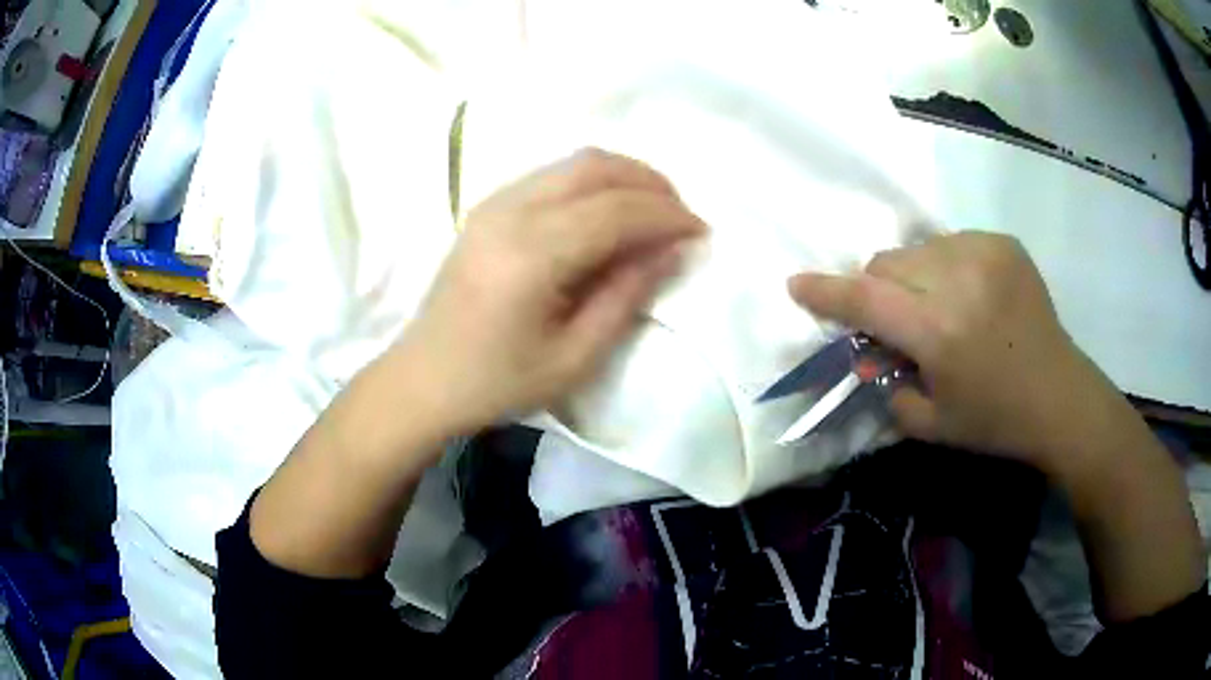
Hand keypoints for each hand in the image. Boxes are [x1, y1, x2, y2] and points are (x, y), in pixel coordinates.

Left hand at [399, 148, 705, 433]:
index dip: (667, 215)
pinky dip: (592, 182)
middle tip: (680, 216)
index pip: (616, 210)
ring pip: (574, 162)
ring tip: (652, 212)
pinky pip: (552, 174)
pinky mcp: (486, 207)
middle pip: (596, 166)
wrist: (424, 379)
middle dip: (650, 183)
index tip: (701, 232)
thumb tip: (674, 248)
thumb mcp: (575, 357)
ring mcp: (493, 203)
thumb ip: (628, 295)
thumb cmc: (498, 382)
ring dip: (622, 177)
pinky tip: (607, 213)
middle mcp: (510, 211)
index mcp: (531, 254)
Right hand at [788, 232, 1105, 468]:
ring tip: (938, 308)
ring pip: (917, 249)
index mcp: (938, 331)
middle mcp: (958, 281)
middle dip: (878, 289)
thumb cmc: (994, 420)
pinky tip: (968, 295)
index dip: (826, 292)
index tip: (796, 284)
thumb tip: (867, 354)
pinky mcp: (1003, 243)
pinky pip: (951, 243)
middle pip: (887, 264)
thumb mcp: (930, 422)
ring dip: (912, 277)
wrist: (1059, 395)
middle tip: (896, 322)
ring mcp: (984, 253)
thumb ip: (886, 385)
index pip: (865, 299)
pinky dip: (945, 267)